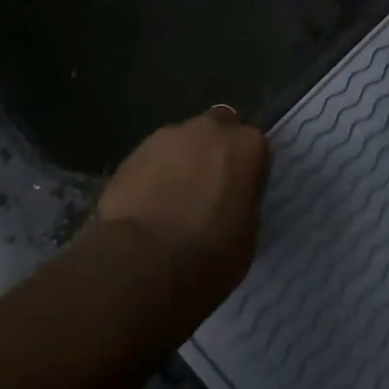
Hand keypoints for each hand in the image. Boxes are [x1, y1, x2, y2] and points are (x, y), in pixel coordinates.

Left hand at [95, 108, 271, 305]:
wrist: (143, 261)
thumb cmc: (210, 255)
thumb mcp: (248, 234)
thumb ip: (242, 202)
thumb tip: (231, 200)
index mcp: (248, 146)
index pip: (254, 144)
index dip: (247, 167)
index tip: (240, 191)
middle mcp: (210, 129)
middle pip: (219, 128)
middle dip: (215, 148)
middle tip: (209, 186)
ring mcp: (168, 135)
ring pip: (183, 140)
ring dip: (183, 160)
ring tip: (173, 199)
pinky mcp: (133, 150)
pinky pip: (153, 157)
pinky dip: (154, 173)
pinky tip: (148, 204)